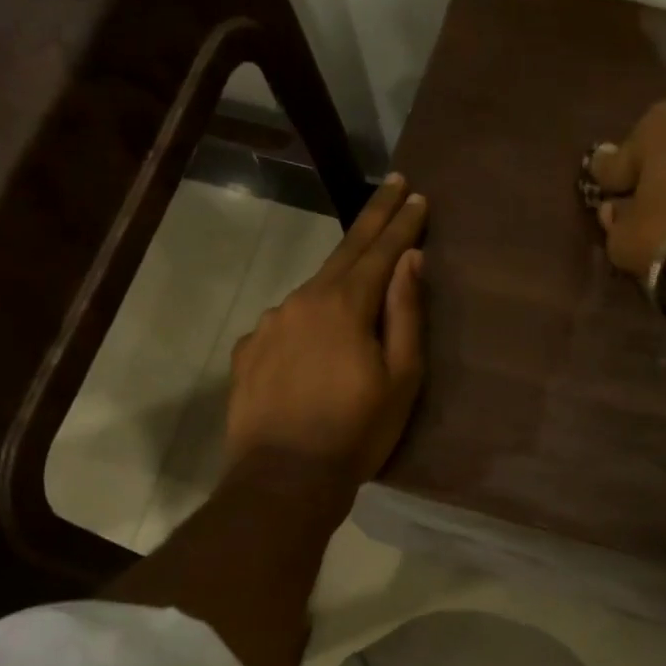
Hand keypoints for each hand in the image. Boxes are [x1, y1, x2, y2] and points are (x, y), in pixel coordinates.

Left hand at [225, 175, 427, 486]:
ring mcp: (269, 324)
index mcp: (343, 305)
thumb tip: (410, 261)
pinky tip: (315, 341)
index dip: (401, 223)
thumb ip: (406, 313)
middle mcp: (302, 301)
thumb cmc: (357, 431)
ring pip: (313, 290)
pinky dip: (308, 319)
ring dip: (339, 278)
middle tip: (393, 185)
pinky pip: (287, 323)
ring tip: (359, 282)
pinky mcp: (249, 350)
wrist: (283, 479)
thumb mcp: (401, 377)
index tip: (417, 194)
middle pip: (344, 251)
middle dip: (373, 217)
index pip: (380, 250)